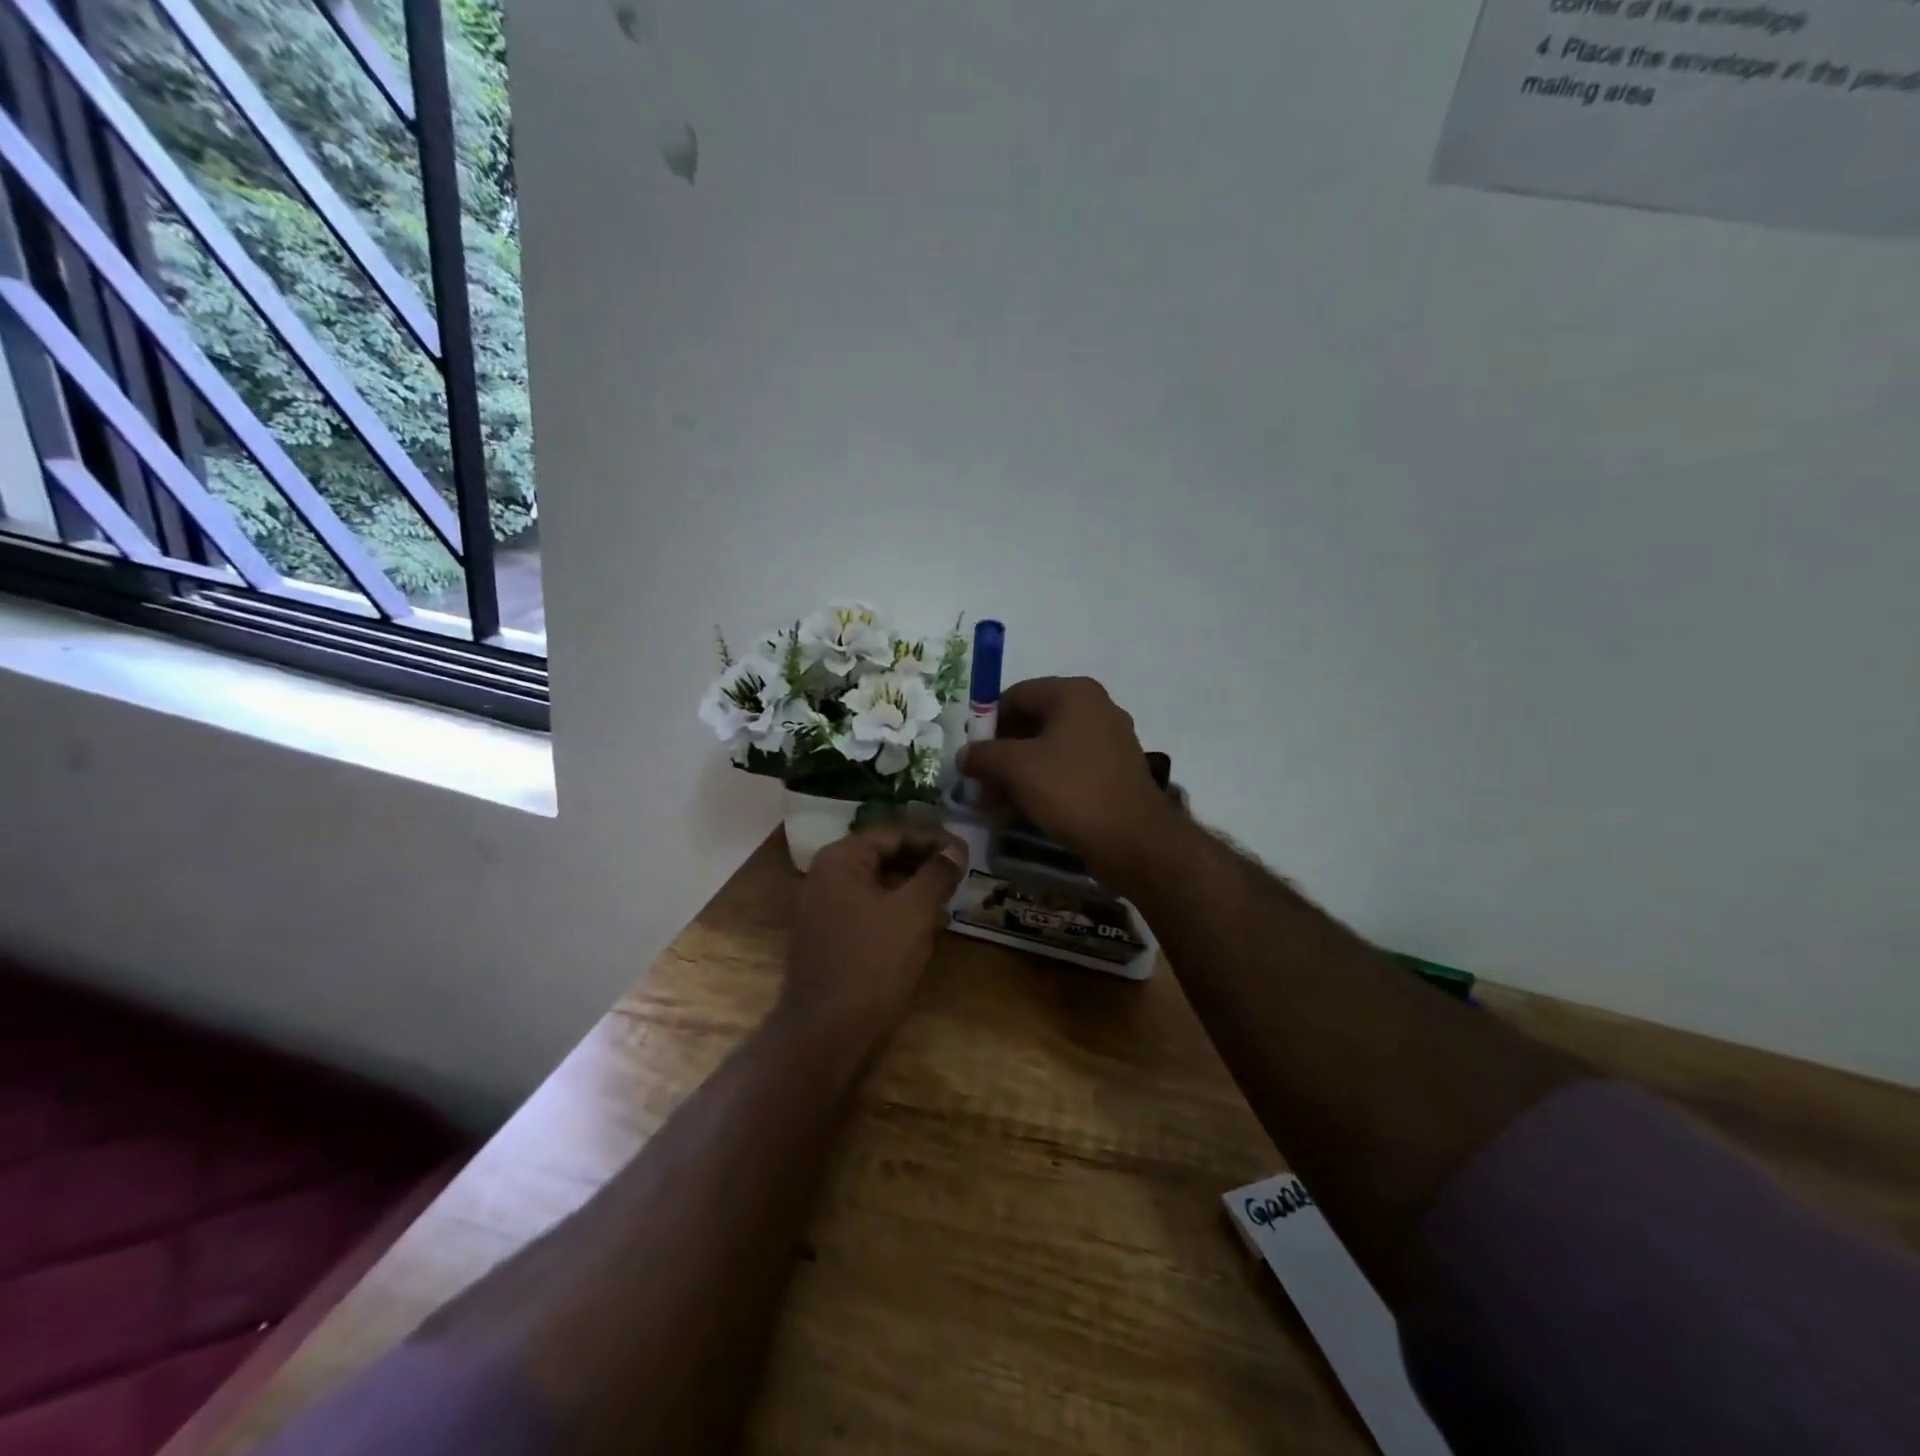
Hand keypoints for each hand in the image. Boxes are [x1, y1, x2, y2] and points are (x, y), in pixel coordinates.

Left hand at [783, 827, 968, 1038]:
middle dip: (923, 865)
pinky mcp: (828, 936)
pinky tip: (925, 927)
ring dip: (913, 890)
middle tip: (959, 875)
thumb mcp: (913, 913)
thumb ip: (936, 874)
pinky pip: (868, 910)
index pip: (893, 834)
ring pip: (877, 885)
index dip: (933, 840)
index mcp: (840, 860)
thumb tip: (955, 849)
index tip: (965, 852)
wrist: (826, 1031)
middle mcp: (825, 876)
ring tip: (948, 901)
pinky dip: (896, 912)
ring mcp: (822, 908)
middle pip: (883, 857)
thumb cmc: (872, 962)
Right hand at [957, 677, 1175, 884]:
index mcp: (1073, 694)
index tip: (973, 759)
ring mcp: (1108, 741)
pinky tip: (1024, 812)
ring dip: (1018, 776)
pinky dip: (1043, 786)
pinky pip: (1068, 770)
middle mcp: (1094, 709)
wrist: (1135, 840)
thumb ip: (983, 755)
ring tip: (997, 807)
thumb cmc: (1073, 791)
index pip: (1015, 696)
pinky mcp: (1113, 772)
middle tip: (981, 788)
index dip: (987, 726)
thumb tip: (965, 755)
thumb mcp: (1017, 768)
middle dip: (1001, 756)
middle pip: (1031, 724)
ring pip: (1048, 751)